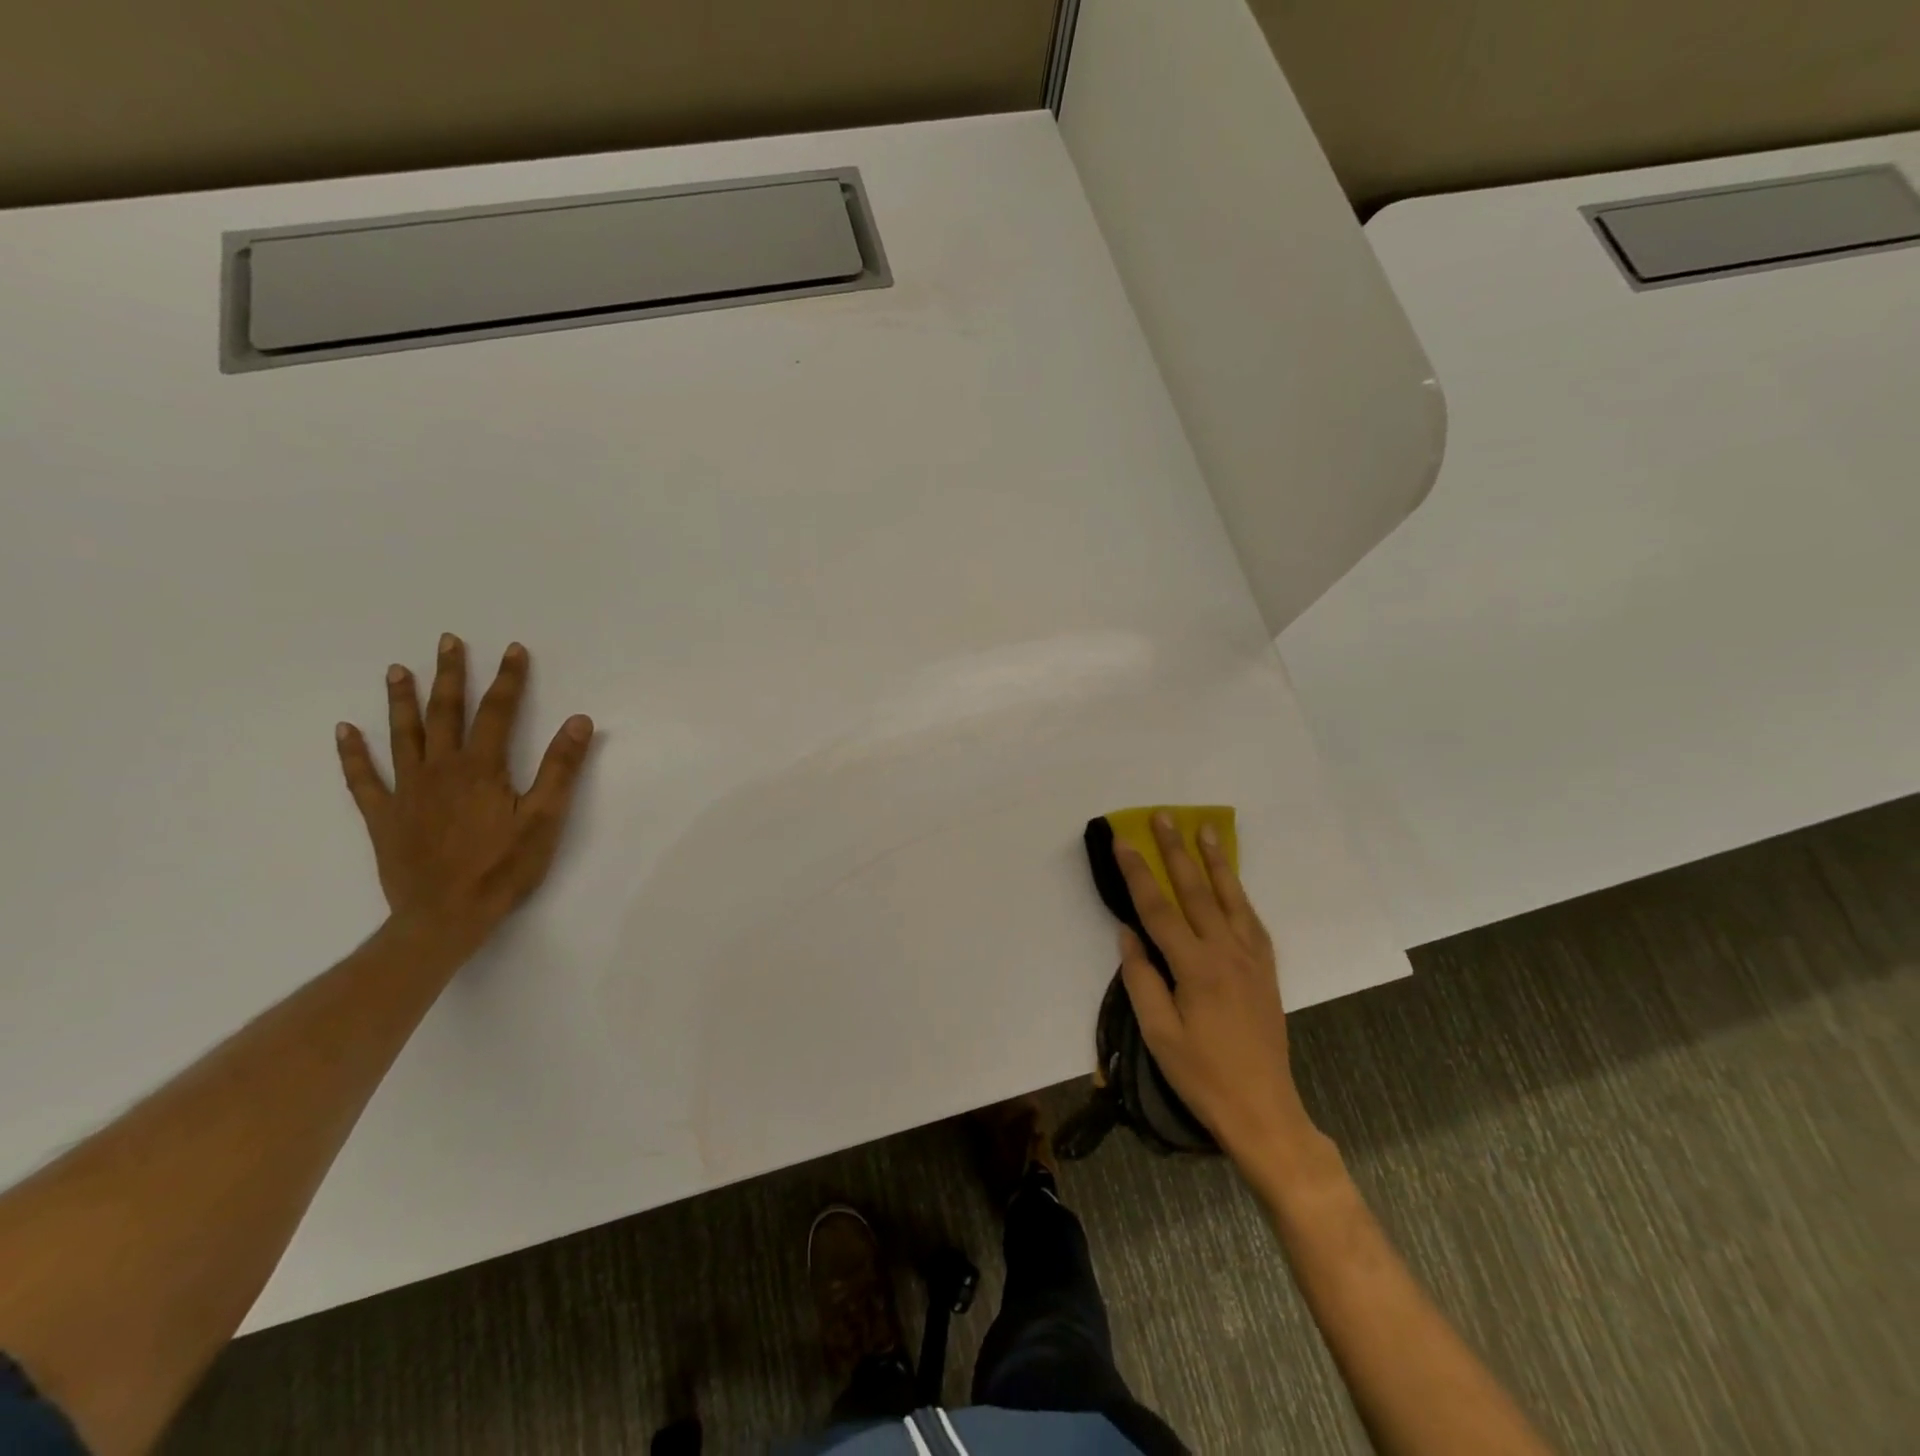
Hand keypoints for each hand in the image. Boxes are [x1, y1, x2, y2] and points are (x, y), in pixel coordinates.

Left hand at [334, 634, 594, 952]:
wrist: (444, 917)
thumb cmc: (503, 868)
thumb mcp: (545, 819)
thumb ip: (560, 768)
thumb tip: (579, 721)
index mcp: (481, 768)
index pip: (497, 712)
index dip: (508, 679)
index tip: (513, 649)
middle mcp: (440, 770)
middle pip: (445, 713)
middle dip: (450, 676)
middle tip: (446, 642)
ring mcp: (406, 792)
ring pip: (402, 736)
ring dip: (401, 701)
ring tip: (398, 670)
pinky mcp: (384, 816)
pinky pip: (363, 779)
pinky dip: (353, 754)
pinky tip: (345, 731)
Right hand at [1115, 814, 1319, 1165]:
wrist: (1263, 1109)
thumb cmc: (1201, 1075)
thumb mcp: (1158, 1033)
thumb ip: (1141, 978)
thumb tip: (1128, 933)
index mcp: (1195, 968)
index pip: (1159, 909)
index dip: (1138, 873)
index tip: (1122, 842)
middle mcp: (1226, 953)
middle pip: (1197, 890)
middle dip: (1176, 850)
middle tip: (1163, 816)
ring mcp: (1251, 959)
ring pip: (1231, 897)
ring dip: (1216, 860)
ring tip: (1205, 829)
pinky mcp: (1266, 970)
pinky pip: (1251, 920)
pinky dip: (1239, 893)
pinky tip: (1232, 881)